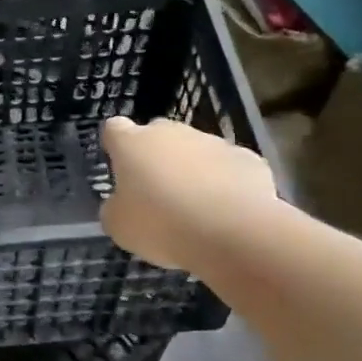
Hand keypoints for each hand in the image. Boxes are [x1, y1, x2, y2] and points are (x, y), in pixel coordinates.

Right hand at [99, 117, 278, 271]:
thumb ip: (115, 207)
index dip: (115, 145)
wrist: (233, 232)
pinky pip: (228, 168)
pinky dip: (226, 184)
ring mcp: (212, 142)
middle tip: (157, 193)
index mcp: (133, 143)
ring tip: (196, 209)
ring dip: (192, 171)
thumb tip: (121, 203)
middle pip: (158, 135)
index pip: (114, 129)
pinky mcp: (247, 158)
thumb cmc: (162, 225)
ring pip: (196, 150)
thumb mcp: (119, 226)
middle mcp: (171, 132)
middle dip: (156, 157)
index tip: (118, 165)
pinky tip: (227, 212)